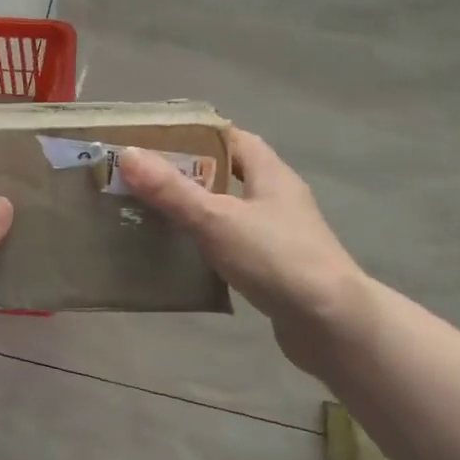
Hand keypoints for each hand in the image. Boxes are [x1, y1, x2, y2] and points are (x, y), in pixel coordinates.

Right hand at [119, 129, 369, 376]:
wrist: (331, 324)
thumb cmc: (275, 258)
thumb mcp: (216, 219)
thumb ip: (172, 190)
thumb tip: (128, 153)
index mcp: (271, 174)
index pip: (234, 138)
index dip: (198, 135)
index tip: (158, 141)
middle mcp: (279, 198)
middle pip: (230, 175)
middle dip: (190, 175)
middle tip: (145, 181)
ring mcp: (281, 235)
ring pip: (232, 212)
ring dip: (199, 212)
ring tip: (155, 217)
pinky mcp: (277, 268)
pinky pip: (236, 245)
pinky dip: (211, 246)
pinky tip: (184, 258)